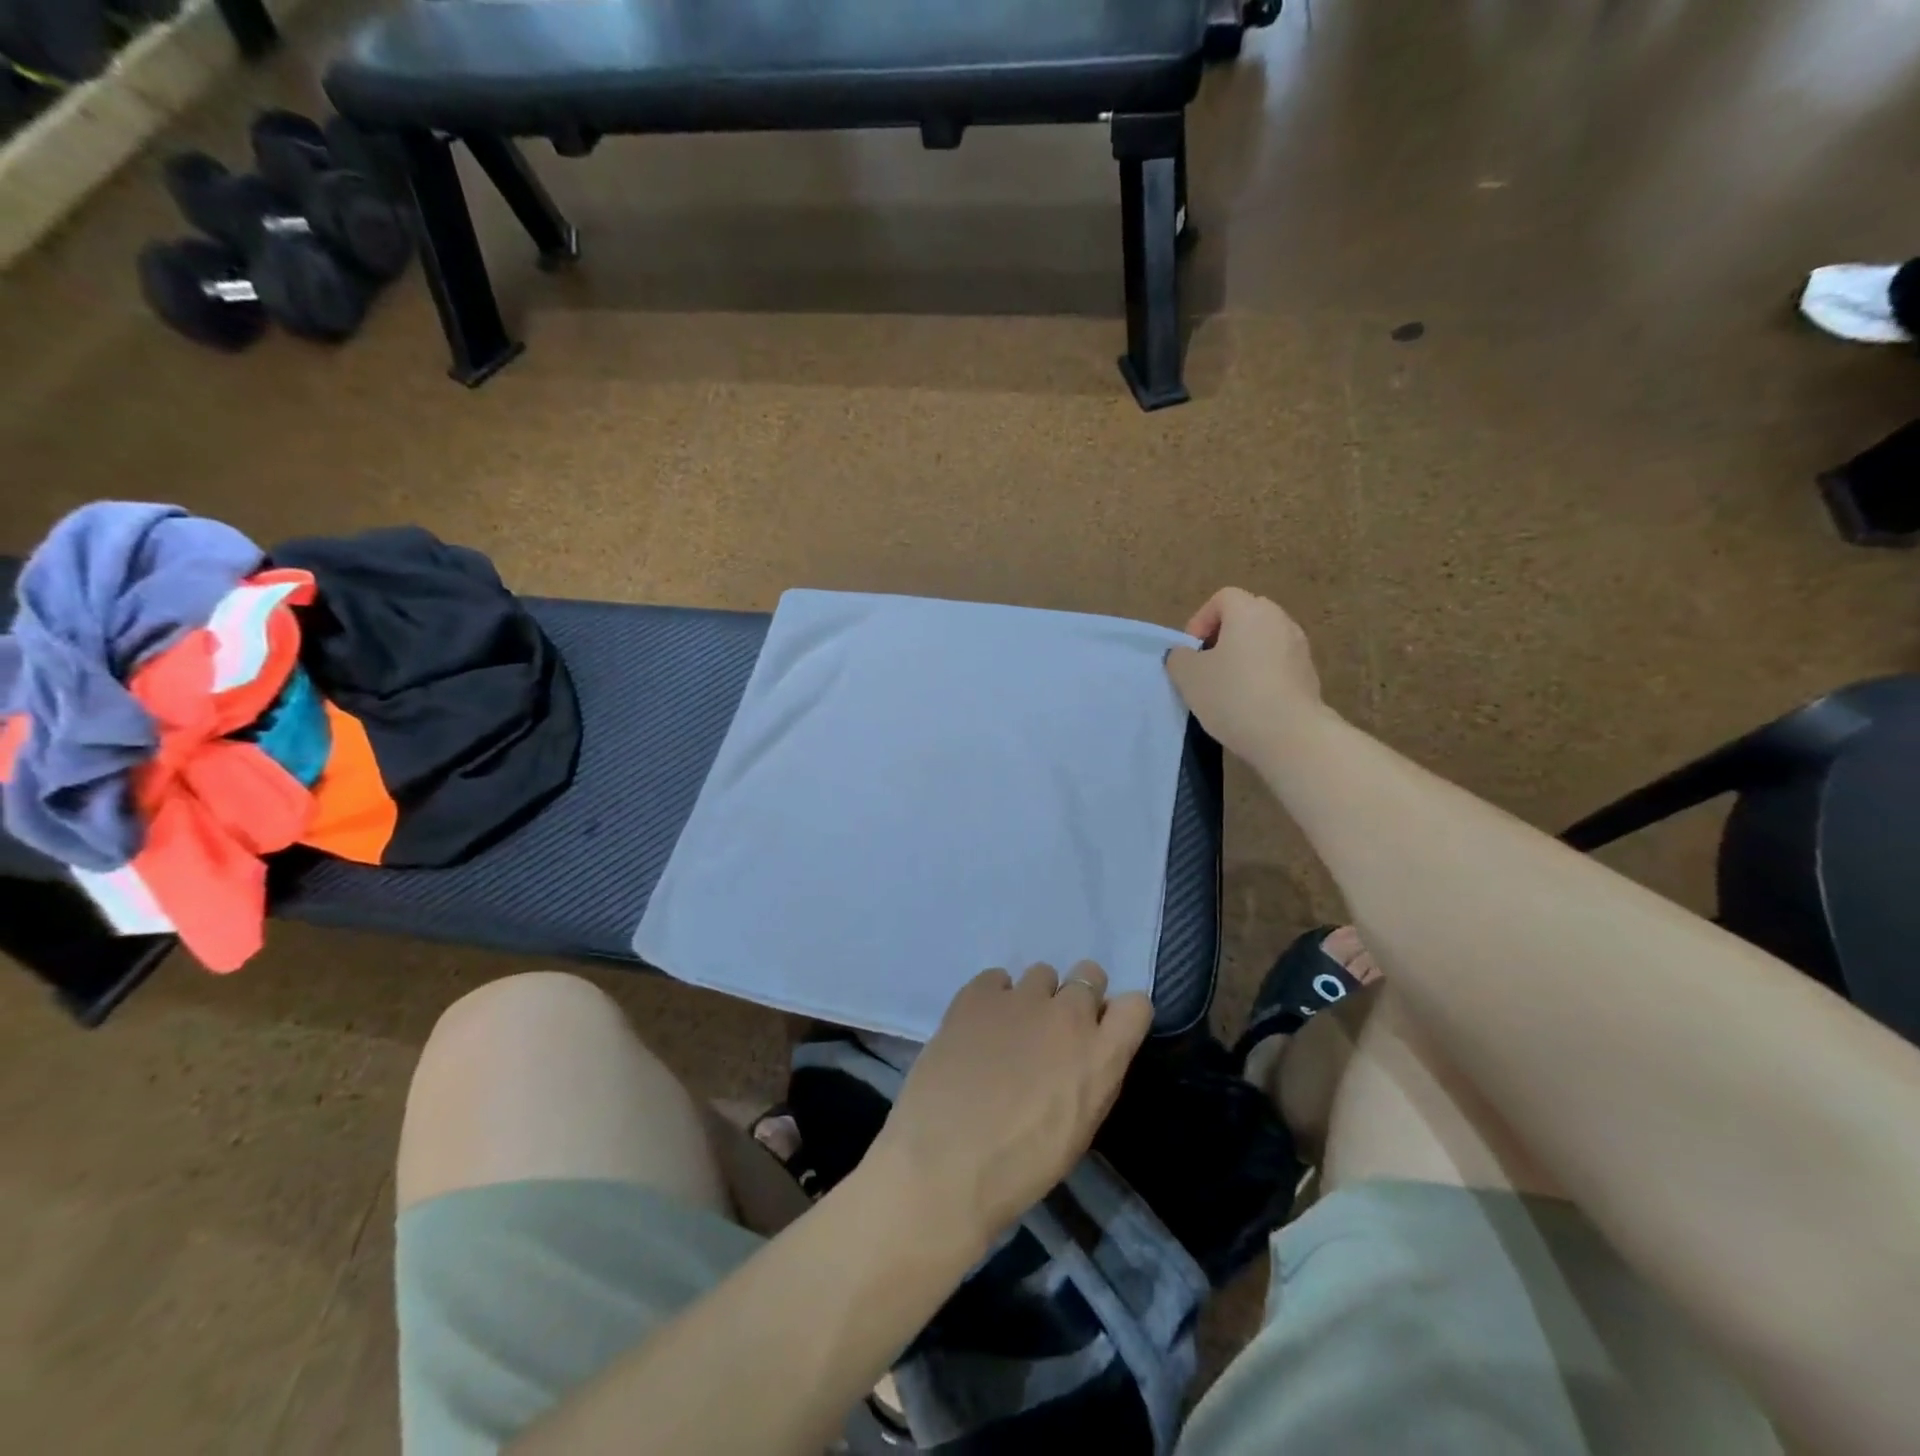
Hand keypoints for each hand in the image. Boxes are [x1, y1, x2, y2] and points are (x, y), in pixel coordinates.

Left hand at [869, 962, 1153, 1250]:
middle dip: (1077, 996)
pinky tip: (977, 1028)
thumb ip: (1088, 1076)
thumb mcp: (1078, 1129)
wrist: (945, 1162)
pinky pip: (996, 978)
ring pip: (1042, 973)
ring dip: (1034, 997)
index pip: (1136, 1005)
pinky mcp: (978, 993)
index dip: (1119, 1015)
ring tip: (1009, 1031)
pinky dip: (992, 997)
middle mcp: (1068, 1014)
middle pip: (1089, 974)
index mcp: (1101, 1056)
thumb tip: (1080, 1055)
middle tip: (1054, 1030)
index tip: (1102, 1031)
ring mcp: (1022, 998)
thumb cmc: (1019, 1166)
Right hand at [1166, 587, 1325, 769]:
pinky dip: (1262, 675)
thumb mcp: (1188, 676)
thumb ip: (1179, 657)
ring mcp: (1300, 647)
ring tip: (1227, 688)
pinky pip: (1278, 664)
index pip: (1223, 598)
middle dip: (1223, 637)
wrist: (1289, 734)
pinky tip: (1250, 703)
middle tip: (1207, 666)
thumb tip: (1184, 654)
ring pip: (1264, 641)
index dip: (1201, 620)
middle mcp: (1280, 620)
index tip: (1192, 651)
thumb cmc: (1232, 695)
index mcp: (1250, 611)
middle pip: (1246, 616)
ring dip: (1243, 657)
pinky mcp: (1310, 675)